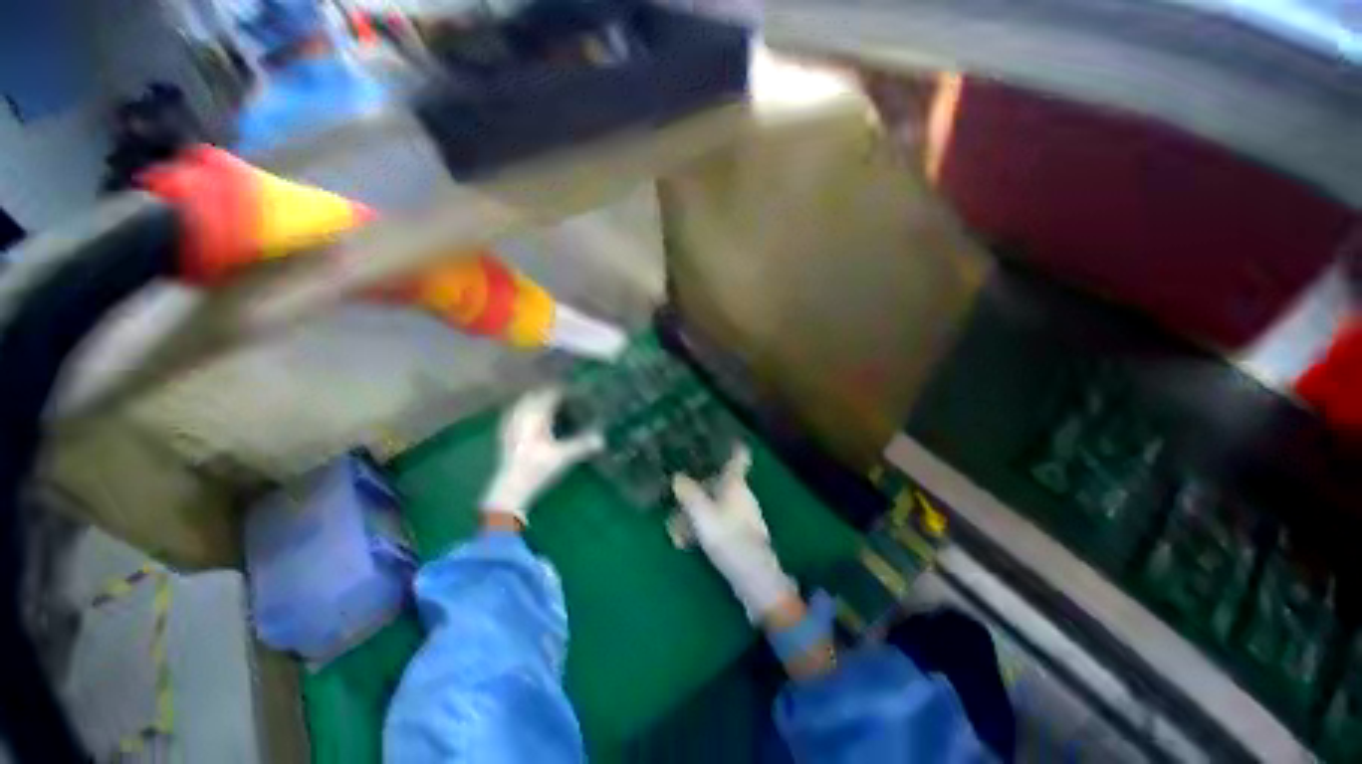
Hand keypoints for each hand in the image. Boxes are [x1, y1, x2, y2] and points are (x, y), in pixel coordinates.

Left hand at [482, 388, 603, 522]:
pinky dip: (526, 409)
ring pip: (524, 403)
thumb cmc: (537, 470)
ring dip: (538, 399)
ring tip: (551, 402)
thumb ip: (583, 444)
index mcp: (535, 416)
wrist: (510, 490)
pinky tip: (531, 416)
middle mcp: (521, 416)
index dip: (565, 390)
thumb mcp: (564, 457)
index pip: (551, 394)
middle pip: (536, 395)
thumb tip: (603, 438)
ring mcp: (510, 424)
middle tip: (567, 395)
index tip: (578, 390)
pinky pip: (515, 413)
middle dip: (551, 392)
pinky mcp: (505, 435)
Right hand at [671, 445, 797, 621]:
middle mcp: (741, 496)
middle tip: (676, 501)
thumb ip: (688, 494)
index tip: (730, 437)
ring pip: (714, 506)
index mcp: (736, 485)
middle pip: (718, 484)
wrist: (754, 576)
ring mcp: (742, 516)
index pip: (739, 459)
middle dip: (696, 491)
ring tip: (675, 532)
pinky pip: (718, 523)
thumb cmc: (728, 537)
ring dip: (694, 515)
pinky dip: (702, 528)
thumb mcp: (702, 514)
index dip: (735, 447)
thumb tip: (678, 477)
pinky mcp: (740, 534)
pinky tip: (685, 543)